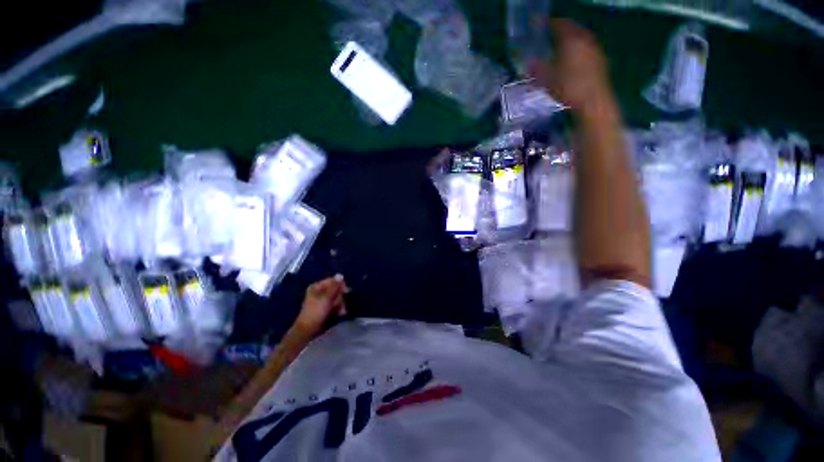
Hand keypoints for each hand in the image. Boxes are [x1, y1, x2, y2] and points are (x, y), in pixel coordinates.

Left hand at [294, 275, 348, 337]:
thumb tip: (340, 275)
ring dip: (341, 304)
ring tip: (341, 312)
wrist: (308, 330)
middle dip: (340, 298)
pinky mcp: (326, 307)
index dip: (341, 285)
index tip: (346, 292)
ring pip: (338, 297)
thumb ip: (334, 287)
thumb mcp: (326, 298)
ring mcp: (323, 299)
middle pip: (337, 289)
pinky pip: (336, 304)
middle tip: (340, 305)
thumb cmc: (315, 313)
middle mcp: (320, 291)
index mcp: (317, 286)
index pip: (333, 280)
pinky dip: (339, 308)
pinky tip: (340, 313)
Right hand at [529, 19, 611, 110]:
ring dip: (572, 39)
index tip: (542, 24)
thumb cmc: (568, 87)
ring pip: (582, 38)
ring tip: (563, 46)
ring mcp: (595, 49)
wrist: (593, 100)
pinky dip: (579, 49)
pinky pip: (588, 48)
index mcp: (571, 40)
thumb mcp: (547, 80)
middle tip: (553, 34)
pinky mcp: (600, 60)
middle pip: (573, 29)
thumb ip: (538, 69)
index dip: (550, 23)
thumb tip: (530, 62)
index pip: (560, 24)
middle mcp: (585, 40)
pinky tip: (574, 59)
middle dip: (563, 29)